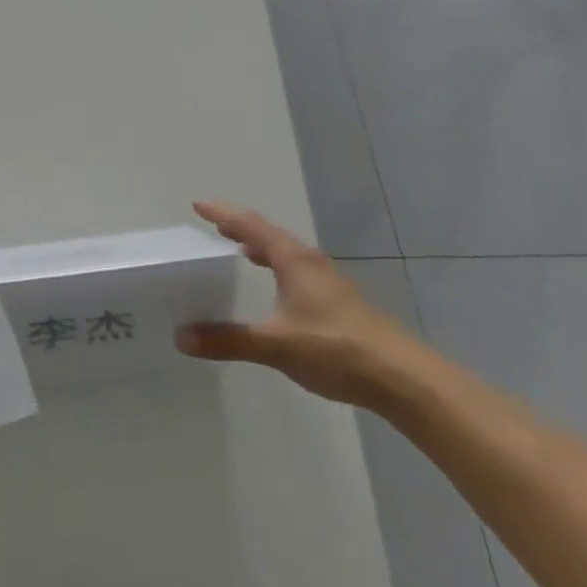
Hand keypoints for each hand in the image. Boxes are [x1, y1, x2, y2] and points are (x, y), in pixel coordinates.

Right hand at [174, 201, 420, 407]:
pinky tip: (276, 288)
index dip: (222, 213)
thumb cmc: (336, 349)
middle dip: (240, 227)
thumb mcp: (275, 345)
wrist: (405, 380)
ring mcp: (329, 282)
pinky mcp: (340, 302)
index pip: (250, 225)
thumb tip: (181, 336)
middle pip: (270, 234)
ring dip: (261, 247)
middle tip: (212, 226)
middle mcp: (310, 262)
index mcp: (293, 260)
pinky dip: (277, 268)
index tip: (197, 206)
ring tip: (239, 250)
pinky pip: (298, 271)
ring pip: (287, 253)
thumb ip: (228, 340)